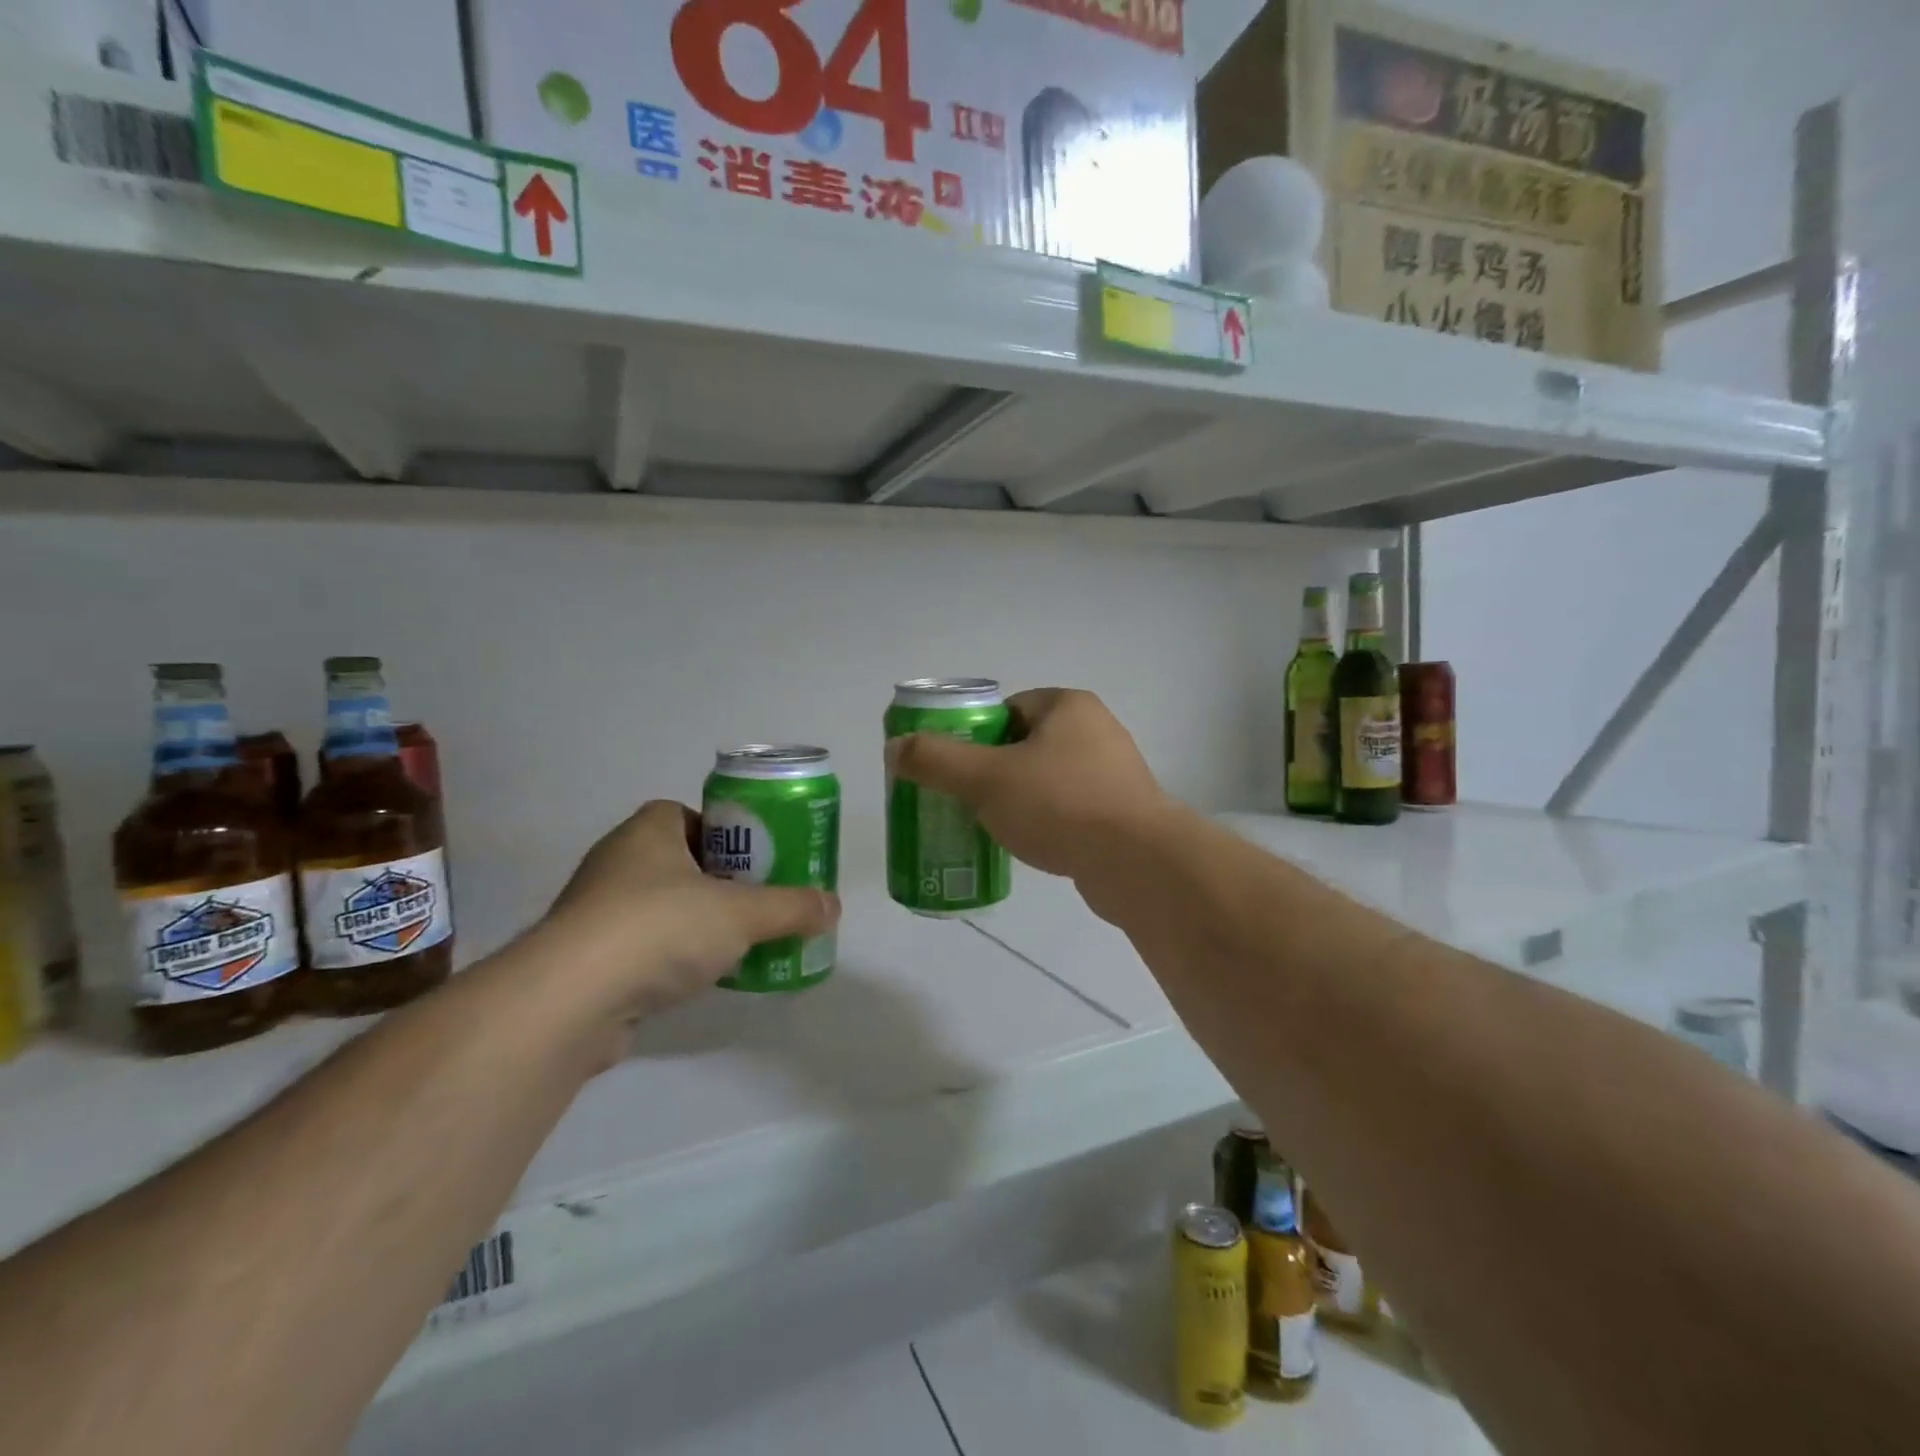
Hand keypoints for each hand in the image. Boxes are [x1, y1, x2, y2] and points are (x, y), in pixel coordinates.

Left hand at [543, 800, 839, 1021]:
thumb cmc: (659, 928)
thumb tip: (832, 907)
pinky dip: (671, 958)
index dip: (724, 831)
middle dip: (719, 880)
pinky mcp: (587, 960)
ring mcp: (595, 913)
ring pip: (660, 907)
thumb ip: (791, 907)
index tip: (756, 857)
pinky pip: (641, 947)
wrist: (570, 1001)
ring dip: (695, 921)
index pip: (686, 814)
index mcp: (647, 832)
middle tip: (758, 900)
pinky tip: (700, 978)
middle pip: (680, 861)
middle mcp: (616, 863)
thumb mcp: (741, 913)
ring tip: (738, 942)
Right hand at [885, 688, 1172, 885]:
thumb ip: (936, 760)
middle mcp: (1096, 731)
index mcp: (1068, 706)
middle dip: (991, 771)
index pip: (1007, 709)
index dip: (974, 734)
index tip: (953, 766)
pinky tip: (1026, 845)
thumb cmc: (1060, 805)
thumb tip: (895, 748)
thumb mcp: (986, 778)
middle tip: (963, 799)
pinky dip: (1044, 823)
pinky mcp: (1120, 814)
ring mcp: (1113, 774)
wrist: (1137, 864)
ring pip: (1045, 780)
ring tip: (987, 826)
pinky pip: (1068, 810)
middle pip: (1024, 745)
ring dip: (1016, 799)